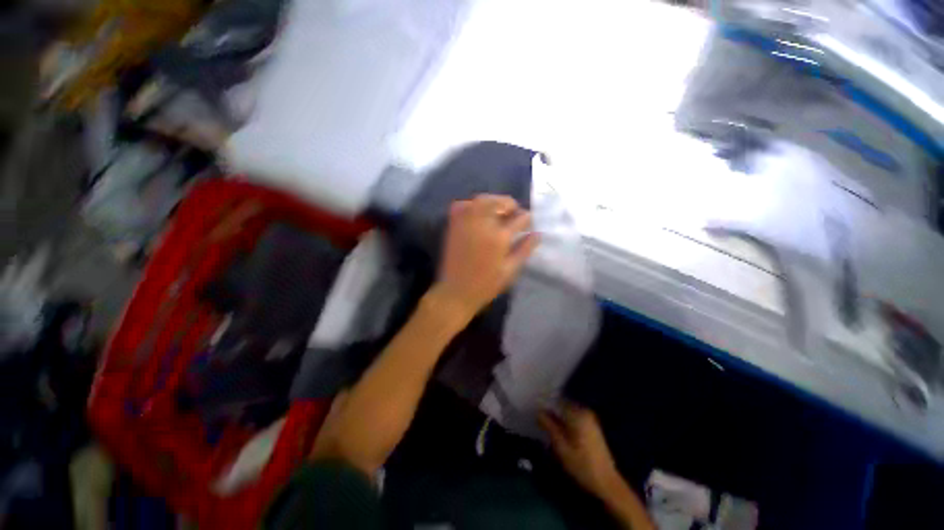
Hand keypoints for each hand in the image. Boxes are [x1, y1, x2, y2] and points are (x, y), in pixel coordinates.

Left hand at [433, 194, 538, 318]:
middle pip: (498, 202)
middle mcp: (482, 224)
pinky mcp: (454, 226)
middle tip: (514, 214)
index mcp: (499, 237)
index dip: (527, 219)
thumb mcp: (510, 270)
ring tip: (498, 212)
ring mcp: (466, 223)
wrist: (456, 291)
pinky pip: (462, 205)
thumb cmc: (486, 284)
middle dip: (510, 204)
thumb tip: (538, 234)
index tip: (529, 223)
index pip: (519, 218)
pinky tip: (477, 214)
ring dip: (493, 201)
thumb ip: (524, 249)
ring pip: (481, 200)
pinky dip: (472, 205)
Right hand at [540, 404, 620, 497]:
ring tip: (546, 425)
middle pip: (562, 405)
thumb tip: (538, 412)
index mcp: (577, 414)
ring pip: (568, 411)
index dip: (545, 405)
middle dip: (551, 410)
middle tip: (538, 418)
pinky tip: (559, 430)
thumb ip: (549, 426)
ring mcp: (590, 418)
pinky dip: (566, 421)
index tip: (535, 410)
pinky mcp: (592, 426)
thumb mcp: (561, 447)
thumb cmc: (582, 465)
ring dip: (558, 416)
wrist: (607, 483)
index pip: (556, 401)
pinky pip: (574, 417)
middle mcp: (584, 412)